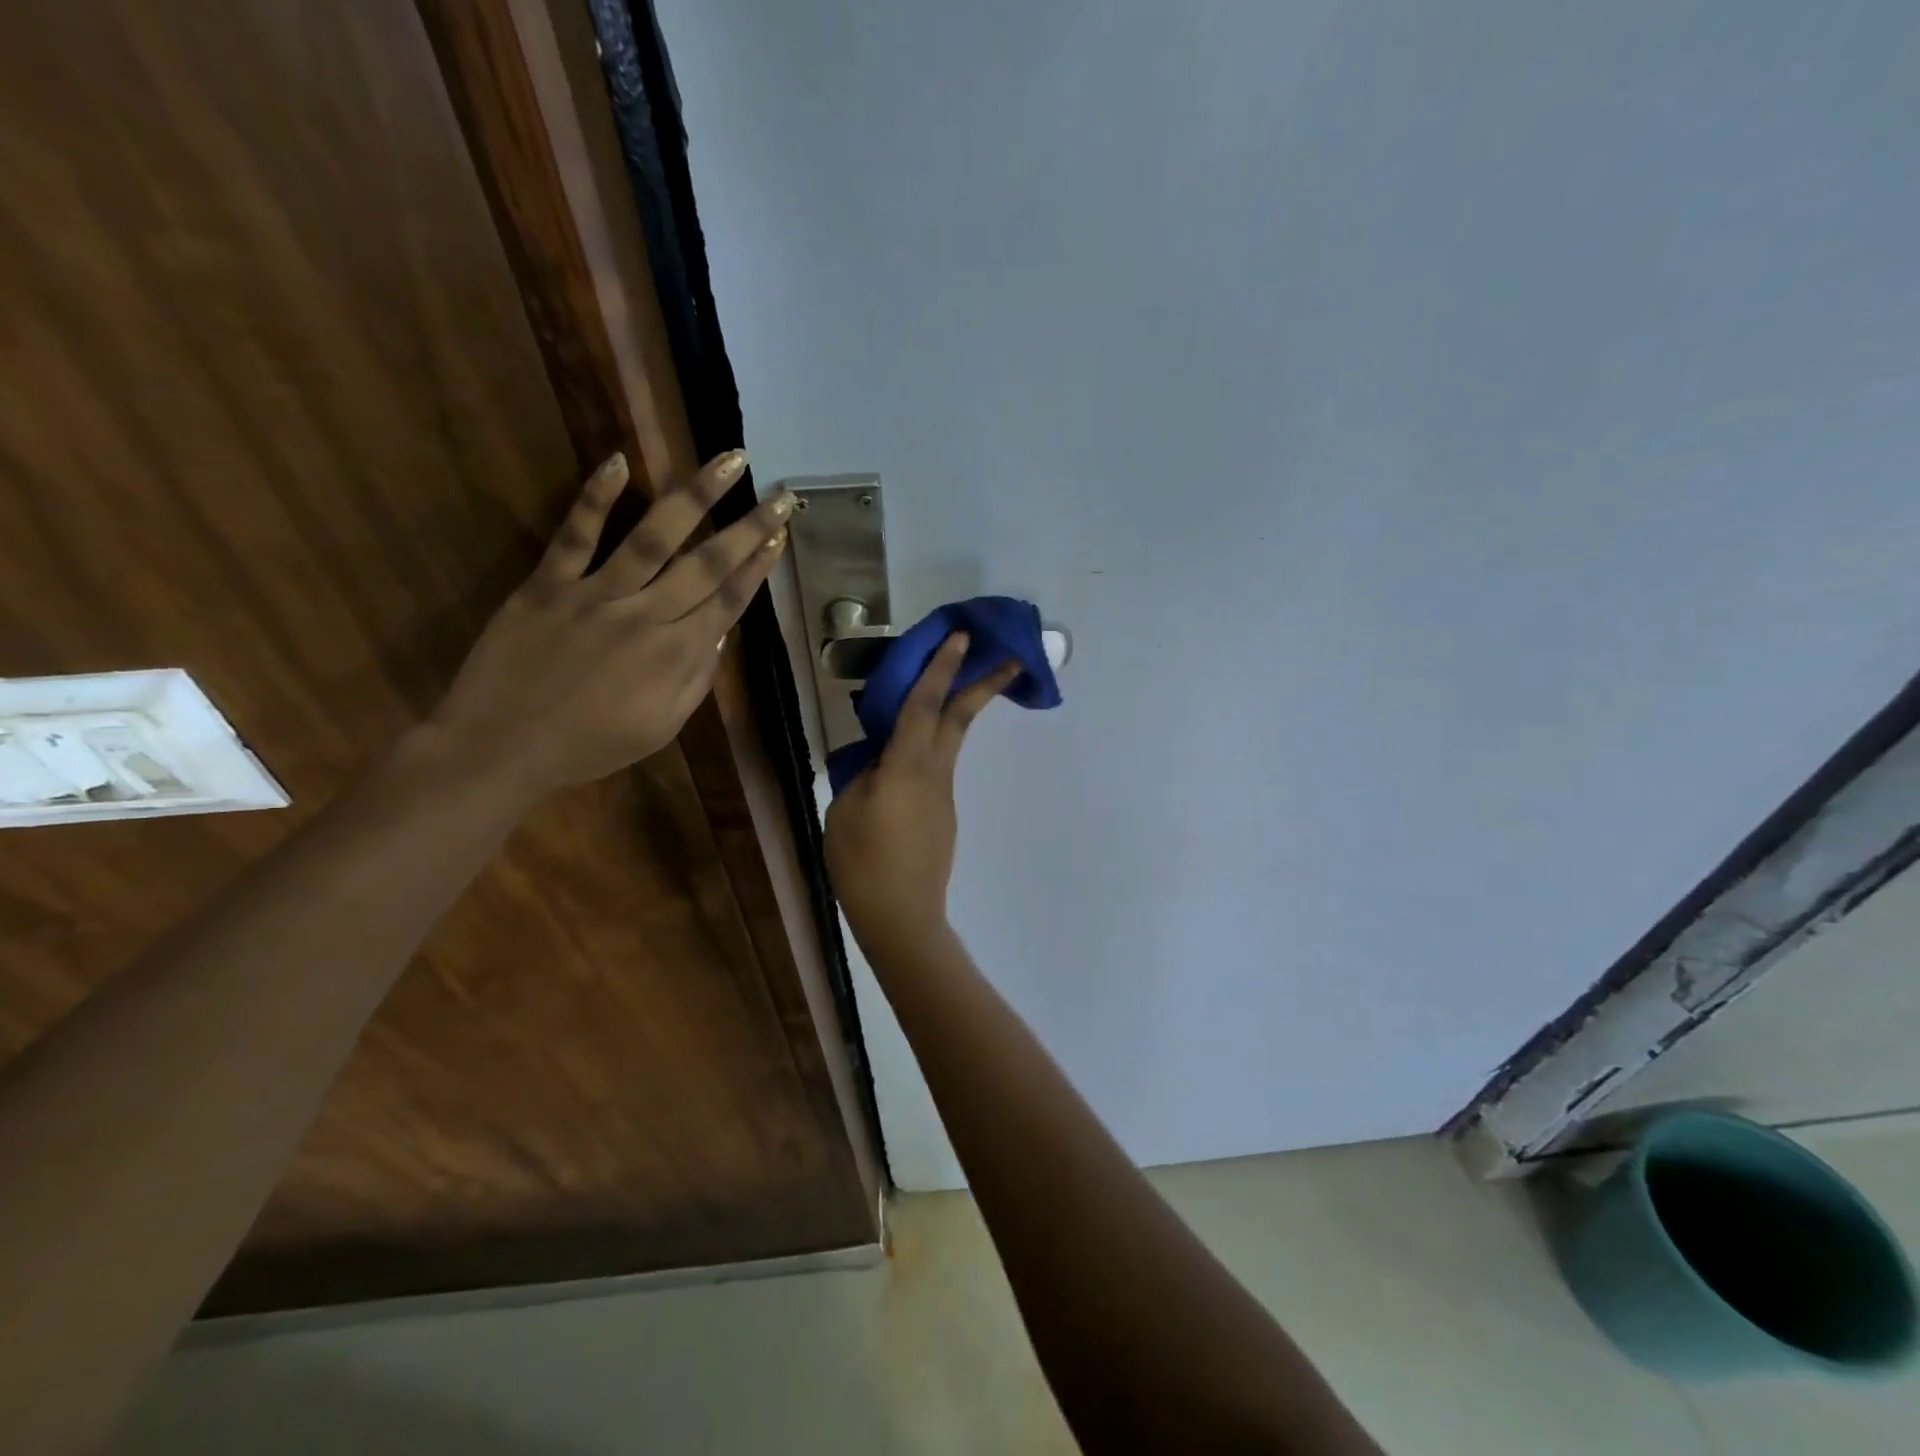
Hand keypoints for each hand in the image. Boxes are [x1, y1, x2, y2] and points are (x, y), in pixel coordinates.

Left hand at [428, 449, 791, 799]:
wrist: (501, 748)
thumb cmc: (589, 746)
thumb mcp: (661, 728)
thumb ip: (696, 679)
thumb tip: (718, 633)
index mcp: (675, 655)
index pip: (729, 600)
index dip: (758, 566)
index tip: (778, 535)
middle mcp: (646, 615)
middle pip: (707, 563)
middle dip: (748, 527)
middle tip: (779, 496)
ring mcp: (595, 594)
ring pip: (654, 536)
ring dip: (696, 496)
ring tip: (728, 461)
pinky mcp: (548, 584)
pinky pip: (576, 535)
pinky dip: (596, 497)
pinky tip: (619, 461)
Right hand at [825, 634, 1018, 951]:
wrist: (902, 916)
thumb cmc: (864, 862)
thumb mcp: (845, 810)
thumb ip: (862, 774)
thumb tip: (878, 760)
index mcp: (907, 766)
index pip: (925, 704)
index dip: (941, 667)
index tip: (961, 637)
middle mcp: (935, 773)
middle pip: (960, 718)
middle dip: (984, 684)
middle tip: (1010, 658)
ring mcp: (943, 795)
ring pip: (949, 742)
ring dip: (952, 713)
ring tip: (935, 696)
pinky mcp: (943, 815)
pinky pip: (935, 769)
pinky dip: (927, 750)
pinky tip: (900, 766)